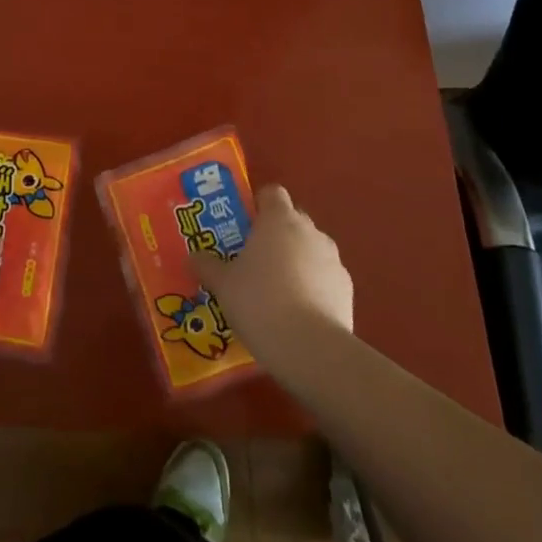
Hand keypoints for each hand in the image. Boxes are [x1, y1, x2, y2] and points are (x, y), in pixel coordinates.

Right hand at [193, 185, 352, 354]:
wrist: (310, 348)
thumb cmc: (259, 301)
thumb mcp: (223, 284)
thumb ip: (207, 266)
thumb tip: (194, 257)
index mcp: (279, 219)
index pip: (272, 193)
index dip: (259, 206)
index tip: (244, 227)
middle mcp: (309, 231)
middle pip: (292, 221)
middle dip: (276, 236)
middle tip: (254, 261)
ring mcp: (333, 260)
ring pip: (310, 250)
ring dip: (296, 262)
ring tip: (276, 292)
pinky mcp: (347, 289)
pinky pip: (325, 278)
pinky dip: (313, 287)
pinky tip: (298, 313)